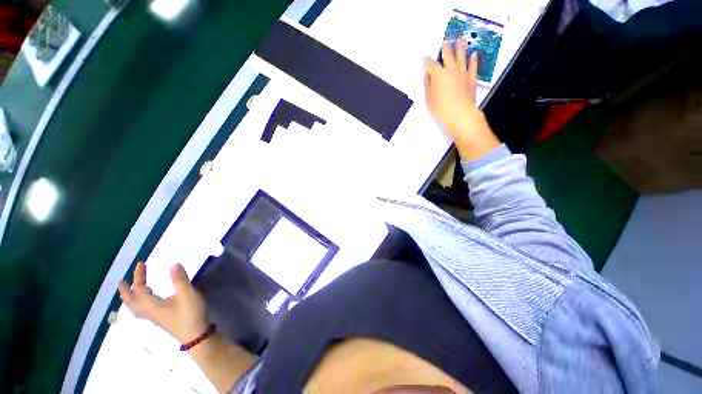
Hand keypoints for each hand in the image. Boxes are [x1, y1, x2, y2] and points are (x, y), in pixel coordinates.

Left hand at [118, 262, 208, 343]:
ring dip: (130, 299)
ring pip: (135, 308)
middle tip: (121, 282)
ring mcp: (154, 317)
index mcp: (152, 305)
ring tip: (129, 292)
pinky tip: (146, 303)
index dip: (138, 276)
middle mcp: (149, 312)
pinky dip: (138, 304)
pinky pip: (142, 311)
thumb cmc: (190, 313)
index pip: (140, 289)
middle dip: (126, 291)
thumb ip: (180, 279)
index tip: (141, 264)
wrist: (195, 334)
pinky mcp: (160, 320)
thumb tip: (173, 264)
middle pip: (132, 302)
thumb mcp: (187, 294)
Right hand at [424, 40, 499, 160]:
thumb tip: (427, 75)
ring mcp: (463, 73)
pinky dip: (473, 59)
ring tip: (461, 39)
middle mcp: (451, 70)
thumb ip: (428, 85)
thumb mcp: (429, 99)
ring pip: (461, 57)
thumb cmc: (441, 109)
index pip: (431, 65)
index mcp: (438, 75)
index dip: (427, 61)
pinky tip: (474, 54)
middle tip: (446, 40)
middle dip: (445, 48)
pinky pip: (473, 66)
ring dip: (461, 47)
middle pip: (447, 56)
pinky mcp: (472, 78)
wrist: (460, 114)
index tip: (425, 57)